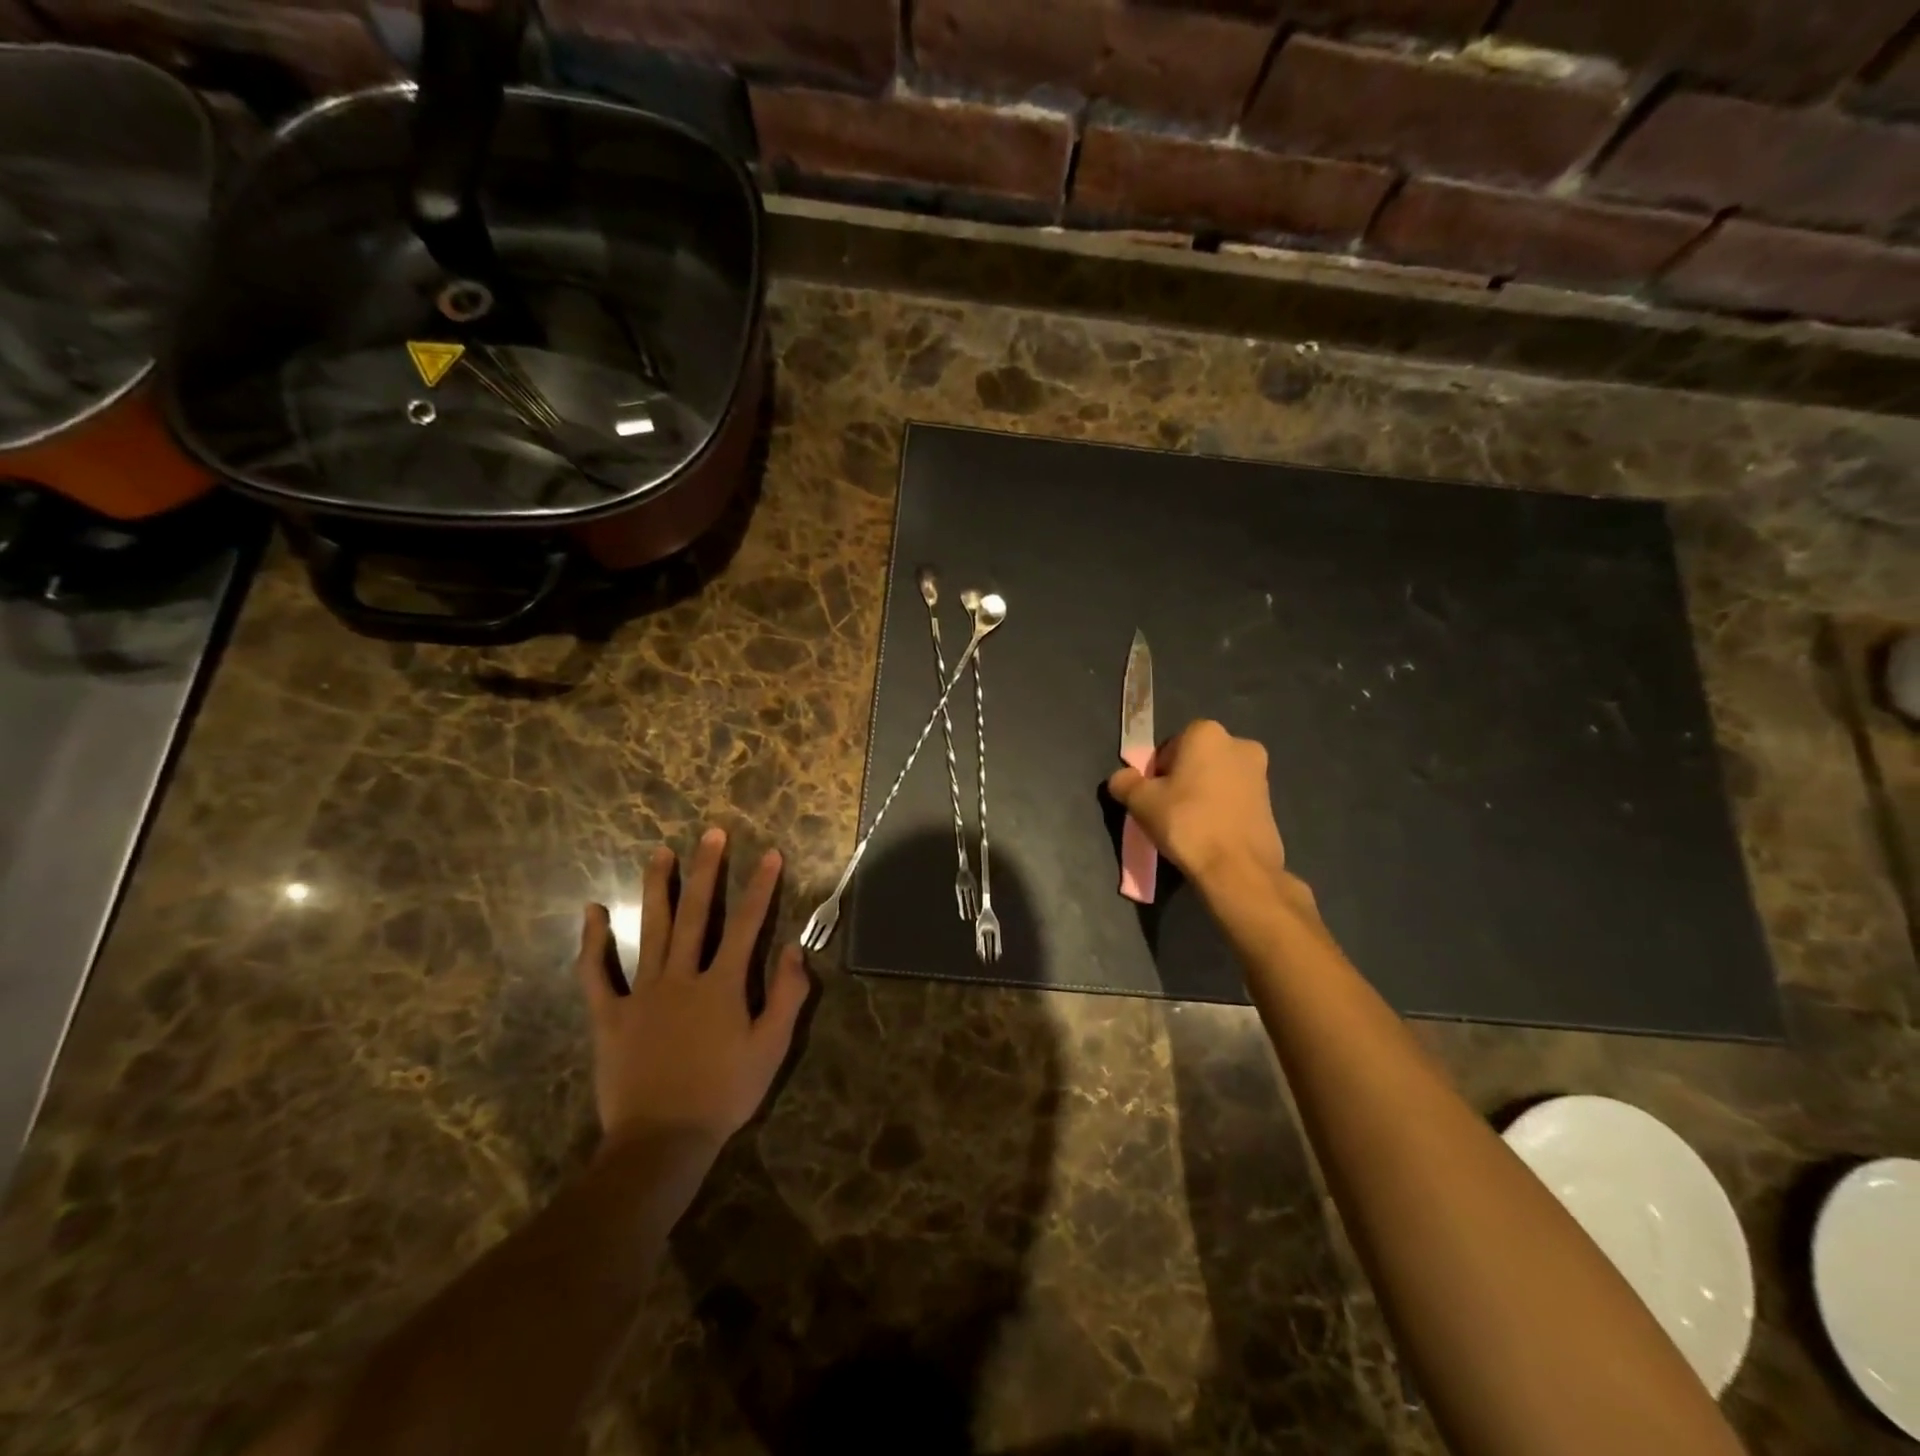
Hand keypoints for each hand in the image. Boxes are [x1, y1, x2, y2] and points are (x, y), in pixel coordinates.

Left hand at [575, 827, 811, 1154]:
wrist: (661, 1141)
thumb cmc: (724, 1095)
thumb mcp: (771, 1049)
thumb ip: (787, 996)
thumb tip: (796, 948)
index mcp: (722, 985)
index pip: (747, 925)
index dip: (760, 887)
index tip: (769, 854)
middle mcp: (682, 977)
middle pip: (696, 914)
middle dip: (706, 870)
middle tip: (711, 833)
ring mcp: (642, 994)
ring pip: (650, 930)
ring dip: (657, 888)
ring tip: (660, 852)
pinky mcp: (610, 1016)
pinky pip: (597, 974)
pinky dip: (593, 943)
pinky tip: (592, 912)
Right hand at [1108, 720, 1292, 896]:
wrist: (1237, 868)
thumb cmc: (1186, 822)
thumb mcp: (1140, 802)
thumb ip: (1125, 782)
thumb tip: (1122, 778)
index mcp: (1206, 733)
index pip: (1169, 747)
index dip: (1157, 772)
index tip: (1154, 796)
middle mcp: (1238, 743)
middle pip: (1196, 760)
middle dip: (1182, 779)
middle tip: (1169, 810)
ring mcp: (1261, 773)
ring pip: (1217, 778)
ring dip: (1203, 794)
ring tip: (1191, 825)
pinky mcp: (1272, 801)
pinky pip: (1234, 798)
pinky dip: (1221, 809)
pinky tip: (1212, 833)